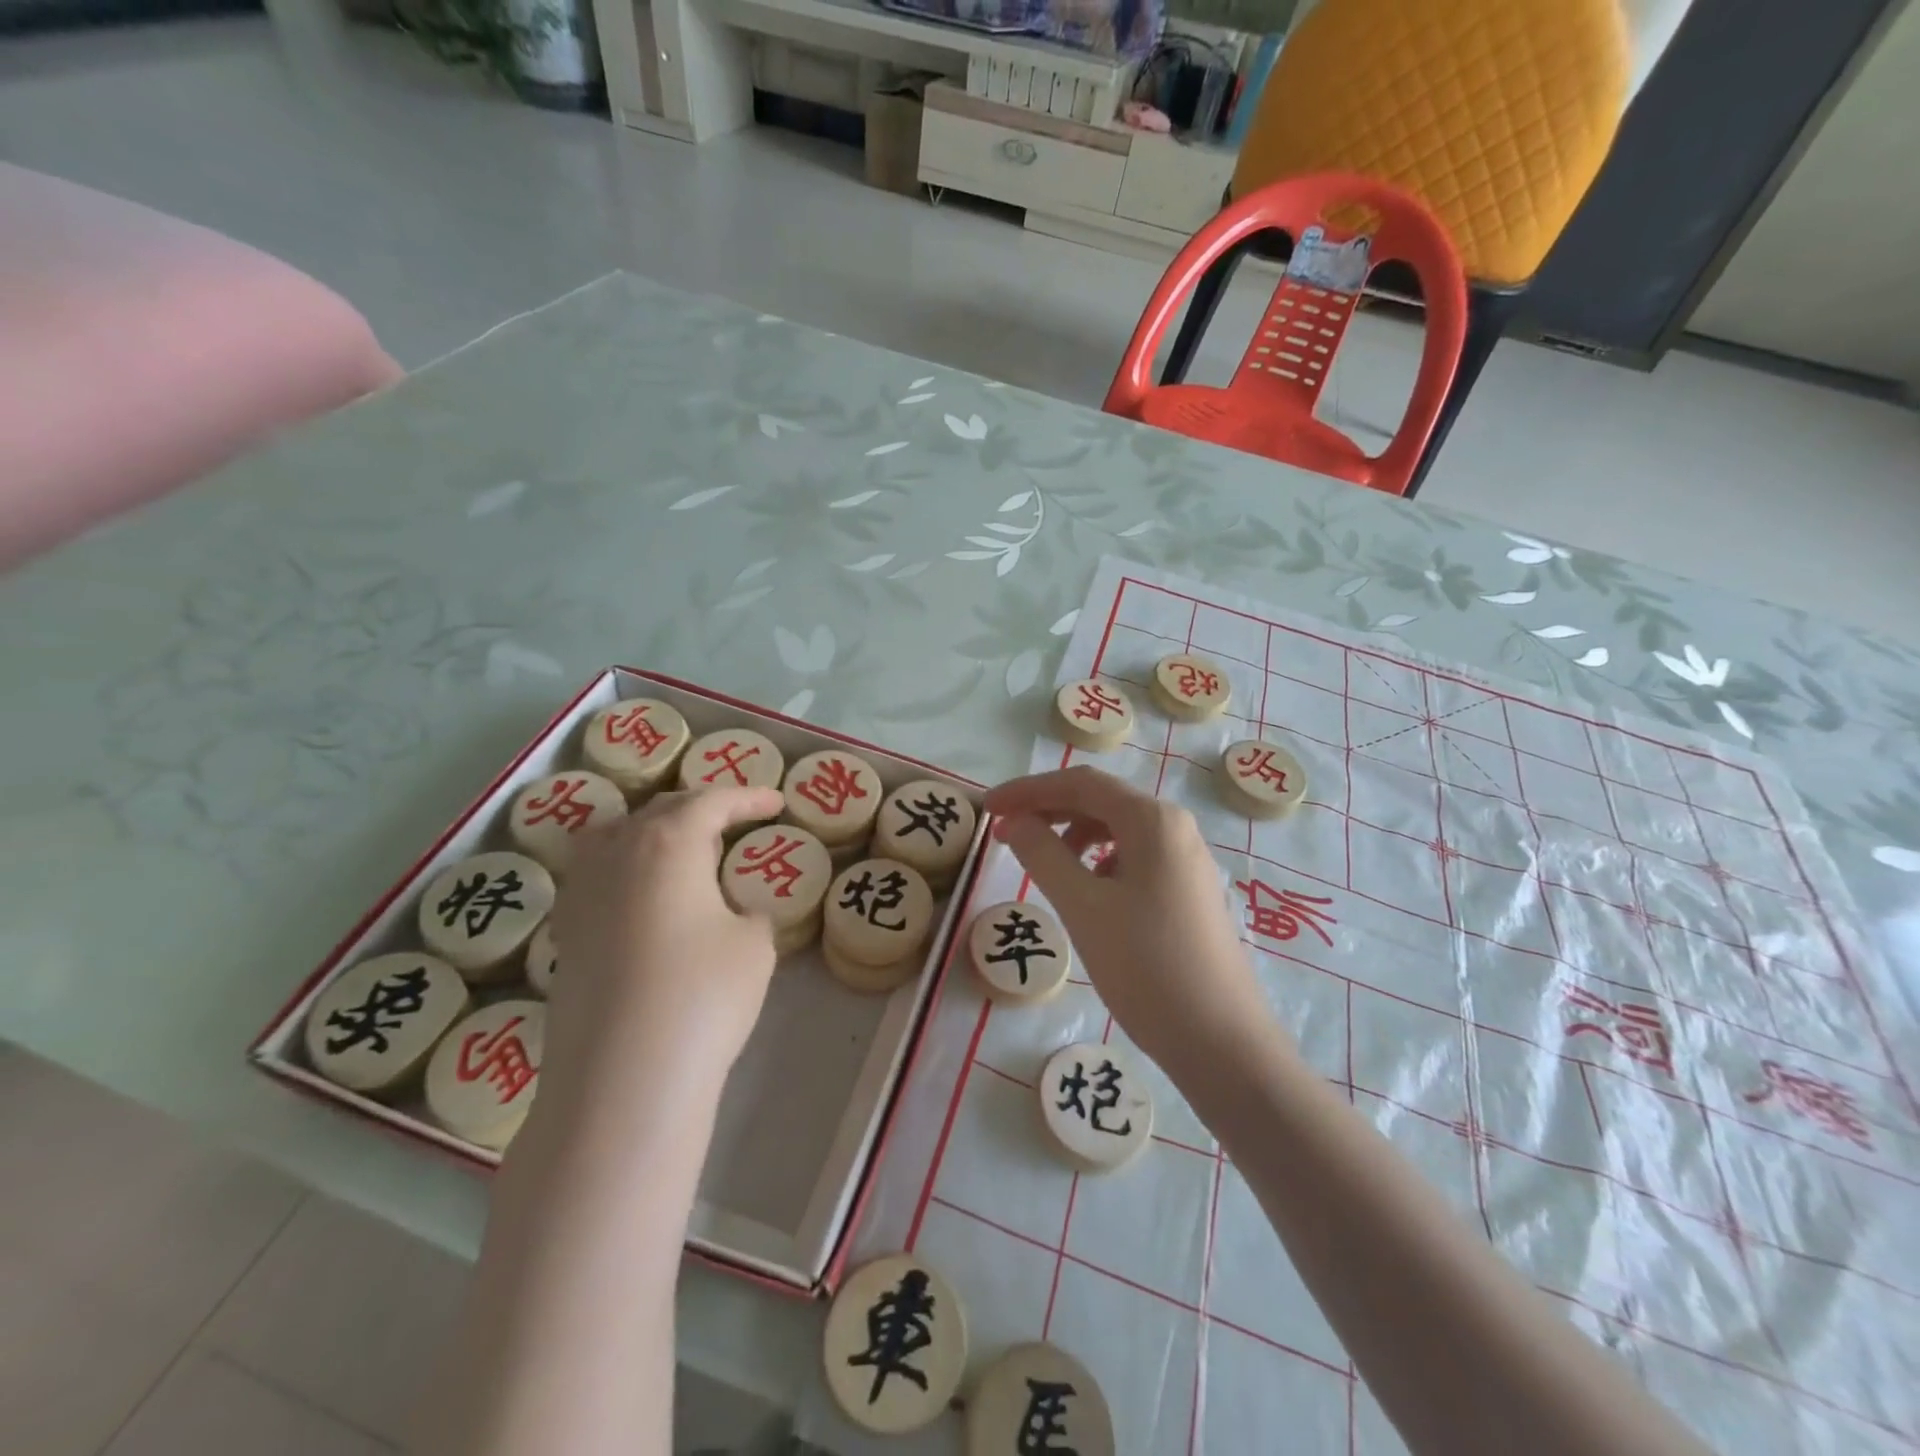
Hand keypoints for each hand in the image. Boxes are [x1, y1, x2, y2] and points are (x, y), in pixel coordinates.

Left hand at [541, 785, 783, 1113]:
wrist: (624, 1079)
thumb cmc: (703, 995)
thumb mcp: (754, 944)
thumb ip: (748, 912)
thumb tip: (732, 913)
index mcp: (668, 841)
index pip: (711, 800)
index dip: (749, 798)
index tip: (777, 802)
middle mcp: (617, 853)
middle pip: (660, 811)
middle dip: (702, 809)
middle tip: (736, 820)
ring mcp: (581, 893)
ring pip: (615, 836)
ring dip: (653, 832)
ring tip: (680, 849)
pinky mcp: (564, 934)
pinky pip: (596, 876)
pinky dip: (626, 869)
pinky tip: (644, 898)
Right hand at [984, 766, 1273, 1071]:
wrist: (1221, 1043)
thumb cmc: (1146, 967)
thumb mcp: (1083, 907)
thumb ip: (1042, 855)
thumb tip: (1015, 822)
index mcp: (1153, 820)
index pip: (1080, 784)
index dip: (1028, 790)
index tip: (987, 808)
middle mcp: (1175, 828)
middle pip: (1101, 801)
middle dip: (1048, 810)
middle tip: (1004, 831)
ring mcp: (1188, 860)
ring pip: (1119, 830)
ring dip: (1073, 836)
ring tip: (1043, 864)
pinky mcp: (1190, 891)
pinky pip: (1135, 857)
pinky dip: (1100, 861)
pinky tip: (1088, 892)